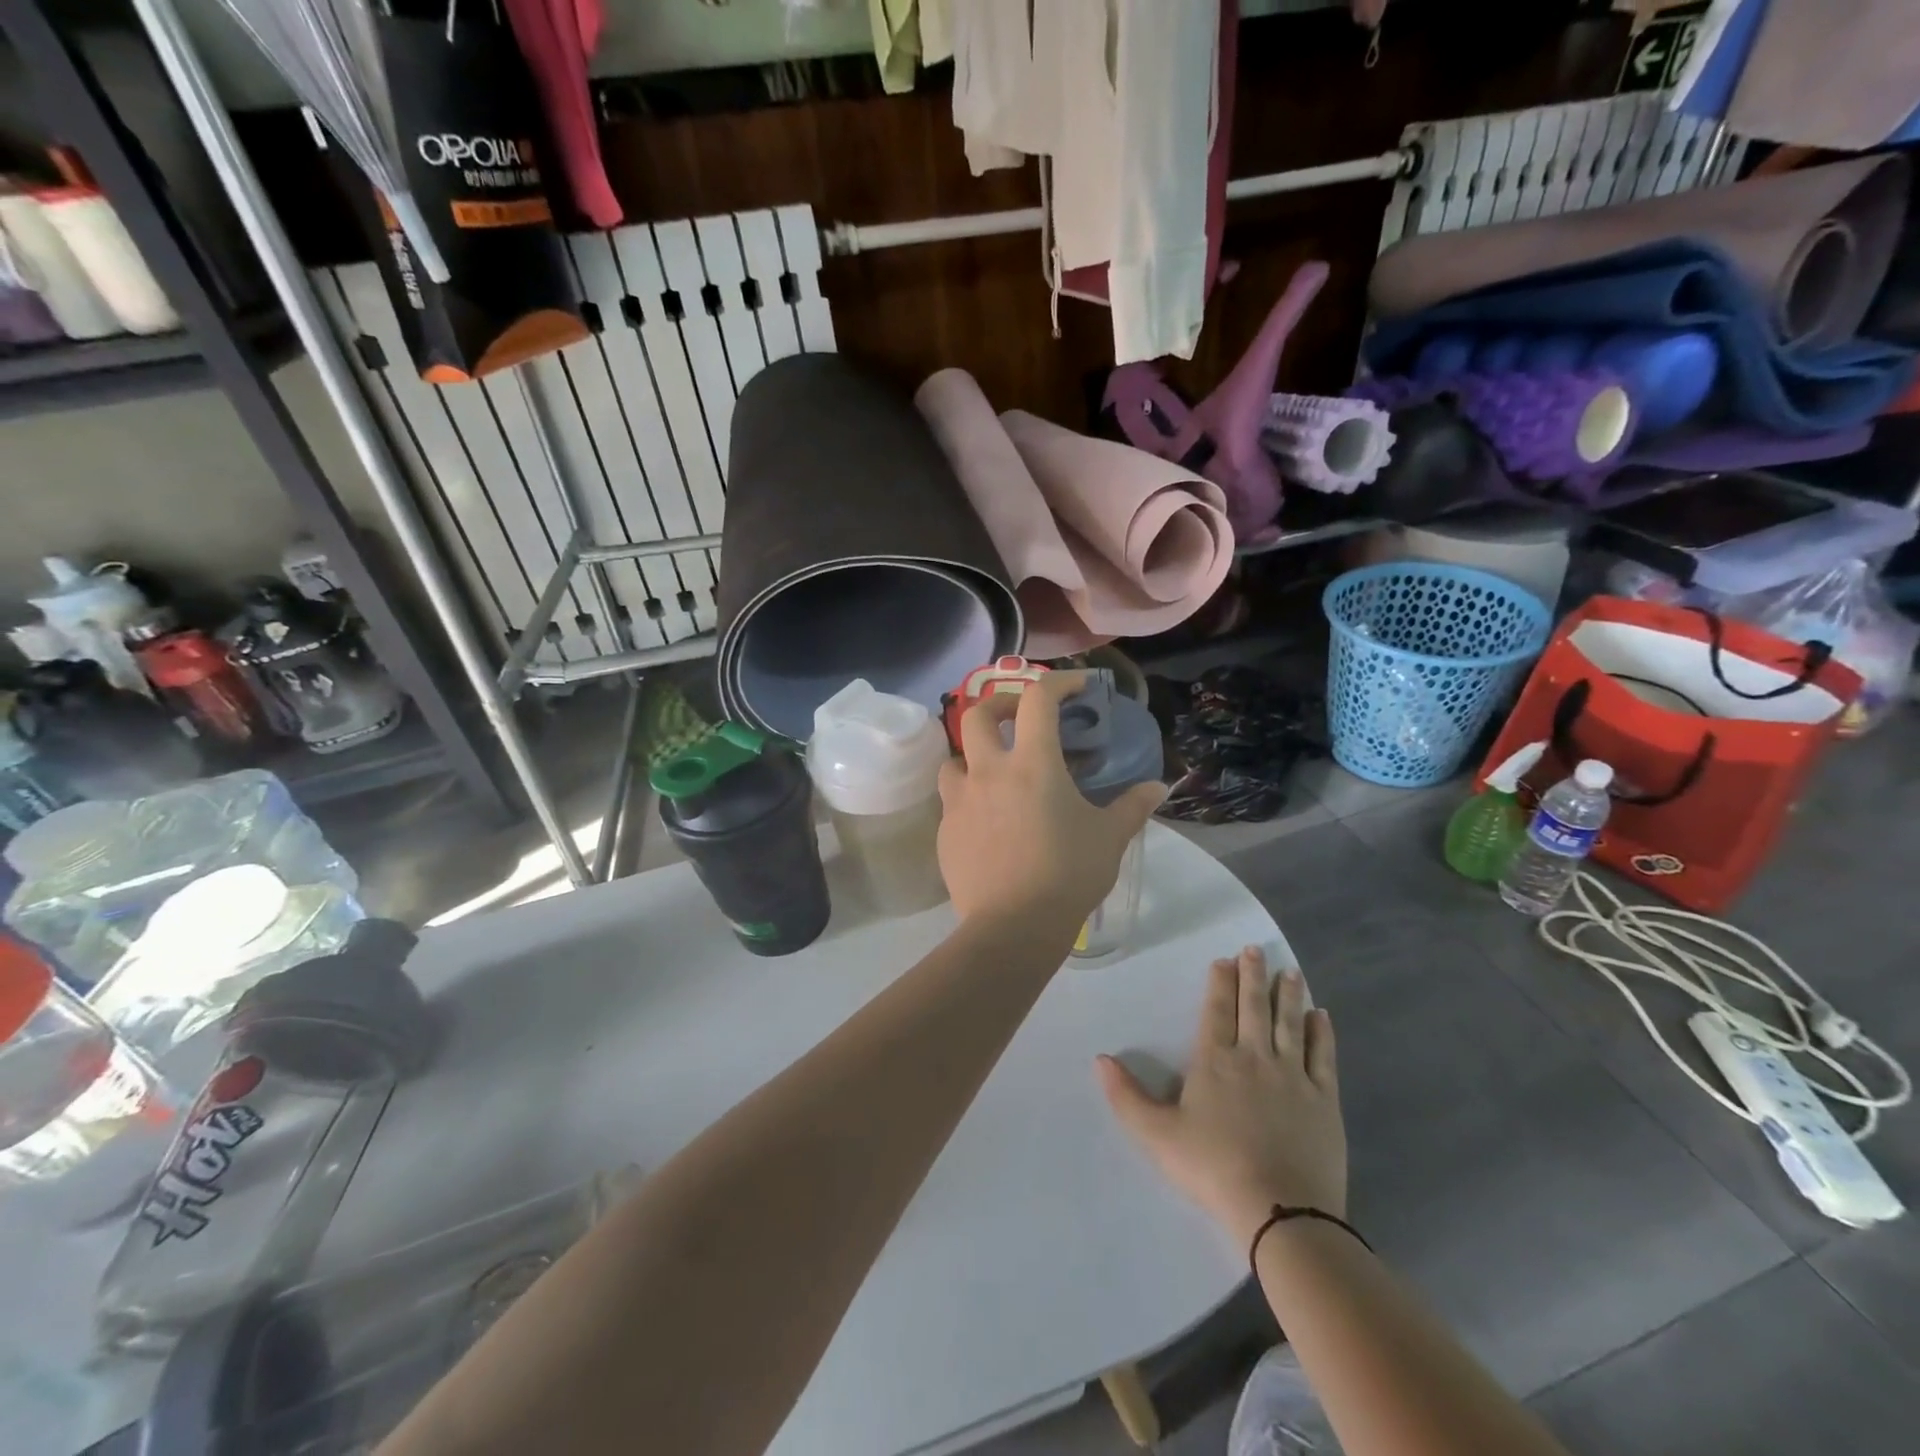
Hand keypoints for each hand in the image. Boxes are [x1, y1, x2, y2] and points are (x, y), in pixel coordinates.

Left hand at [937, 671, 1165, 927]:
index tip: (1076, 686)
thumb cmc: (1068, 875)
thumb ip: (1133, 807)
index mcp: (1032, 764)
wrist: (1013, 927)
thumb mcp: (1109, 838)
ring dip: (974, 756)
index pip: (1039, 700)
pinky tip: (988, 824)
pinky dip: (969, 800)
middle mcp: (988, 772)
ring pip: (955, 759)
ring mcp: (959, 802)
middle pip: (978, 715)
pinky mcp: (944, 832)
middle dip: (999, 706)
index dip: (1058, 682)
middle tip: (1019, 718)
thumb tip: (1158, 788)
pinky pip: (952, 802)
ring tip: (996, 775)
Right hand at [1097, 947, 1346, 1246]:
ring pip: (1290, 1023)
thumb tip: (1100, 1059)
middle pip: (1254, 1007)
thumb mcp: (1157, 1135)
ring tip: (1289, 971)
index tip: (1224, 960)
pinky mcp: (1325, 1100)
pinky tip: (1321, 1016)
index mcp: (1215, 1061)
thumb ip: (1126, 1096)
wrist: (1280, 1211)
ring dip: (1288, 995)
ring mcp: (1293, 1076)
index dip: (1220, 983)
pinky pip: (1323, 1056)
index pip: (1217, 1010)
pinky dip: (1322, 1033)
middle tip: (1254, 950)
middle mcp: (1254, 1057)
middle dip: (1253, 976)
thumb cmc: (1213, 1168)